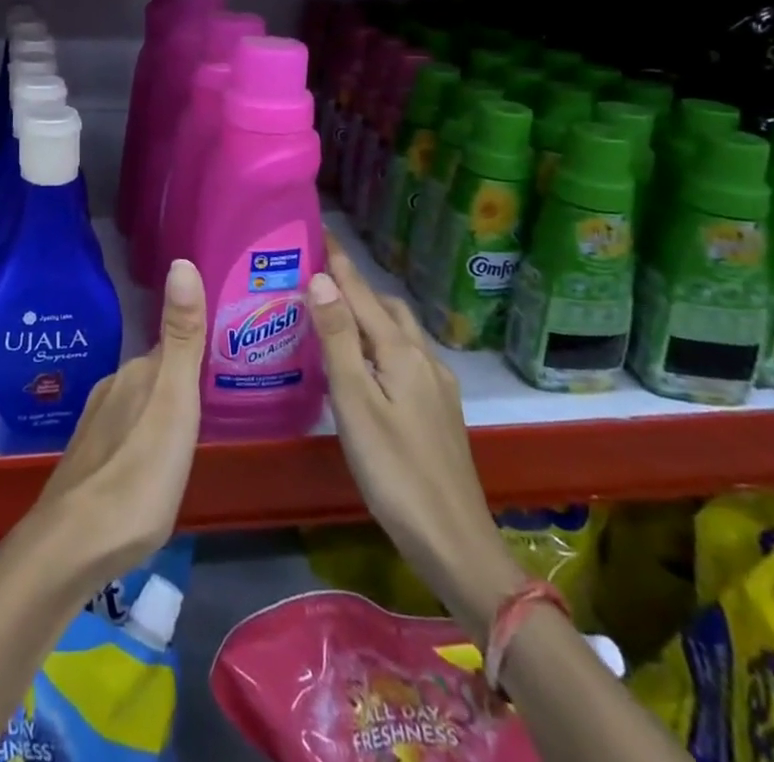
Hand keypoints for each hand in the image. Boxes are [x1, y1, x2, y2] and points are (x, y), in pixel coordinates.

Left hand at [31, 258, 206, 590]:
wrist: (75, 544)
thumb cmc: (138, 473)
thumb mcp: (173, 403)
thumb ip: (180, 339)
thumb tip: (182, 261)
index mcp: (136, 374)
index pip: (171, 347)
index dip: (196, 345)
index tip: (226, 346)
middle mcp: (113, 390)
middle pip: (155, 373)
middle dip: (182, 376)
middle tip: (220, 388)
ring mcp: (97, 426)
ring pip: (139, 402)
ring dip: (163, 406)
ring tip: (195, 423)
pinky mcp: (91, 461)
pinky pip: (128, 431)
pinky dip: (147, 434)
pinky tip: (157, 458)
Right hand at [310, 234, 521, 635]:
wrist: (456, 544)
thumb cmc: (395, 472)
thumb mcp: (355, 404)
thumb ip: (338, 340)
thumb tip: (320, 279)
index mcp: (401, 353)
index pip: (363, 293)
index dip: (339, 262)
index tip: (318, 230)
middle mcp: (424, 359)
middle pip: (386, 308)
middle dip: (355, 285)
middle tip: (317, 276)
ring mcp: (437, 385)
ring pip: (400, 332)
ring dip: (370, 313)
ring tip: (335, 313)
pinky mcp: (439, 409)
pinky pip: (406, 355)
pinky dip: (381, 341)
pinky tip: (367, 362)